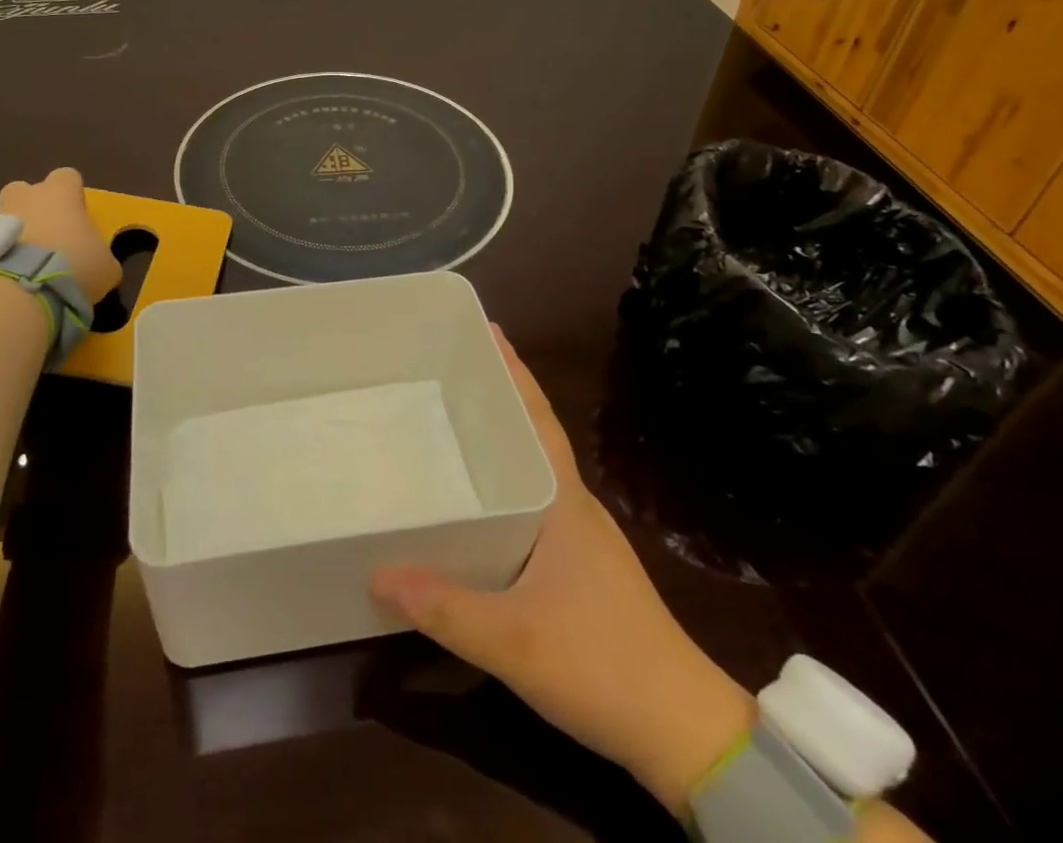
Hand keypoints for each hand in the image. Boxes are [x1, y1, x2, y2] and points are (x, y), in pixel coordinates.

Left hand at [0, 167, 121, 302]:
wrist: (26, 288)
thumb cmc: (77, 264)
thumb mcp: (106, 266)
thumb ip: (102, 257)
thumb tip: (99, 263)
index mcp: (62, 193)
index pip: (67, 177)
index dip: (71, 194)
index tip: (76, 215)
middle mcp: (29, 196)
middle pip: (24, 190)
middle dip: (31, 207)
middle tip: (45, 235)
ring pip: (4, 216)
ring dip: (13, 234)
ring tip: (24, 263)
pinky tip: (9, 278)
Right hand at [370, 327, 752, 816]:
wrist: (684, 732)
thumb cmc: (602, 664)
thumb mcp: (514, 640)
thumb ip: (444, 606)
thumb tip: (377, 571)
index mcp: (563, 501)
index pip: (538, 418)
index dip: (514, 372)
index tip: (488, 330)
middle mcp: (573, 506)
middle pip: (533, 433)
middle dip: (499, 395)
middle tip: (448, 368)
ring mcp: (580, 538)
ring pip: (534, 469)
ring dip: (503, 438)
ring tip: (454, 419)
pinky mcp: (580, 569)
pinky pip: (533, 504)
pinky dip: (506, 482)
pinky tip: (480, 501)